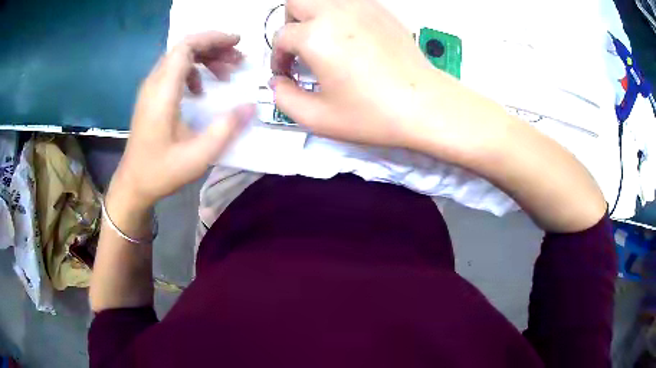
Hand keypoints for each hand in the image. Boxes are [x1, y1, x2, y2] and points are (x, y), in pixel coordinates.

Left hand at [111, 31, 254, 209]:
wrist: (133, 183)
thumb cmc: (161, 171)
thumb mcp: (197, 156)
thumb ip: (225, 129)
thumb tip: (251, 106)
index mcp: (163, 92)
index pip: (186, 47)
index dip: (213, 38)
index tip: (237, 43)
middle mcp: (154, 83)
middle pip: (184, 48)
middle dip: (214, 48)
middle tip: (238, 60)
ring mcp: (150, 89)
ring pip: (179, 58)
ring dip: (205, 59)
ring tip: (227, 73)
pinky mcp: (151, 97)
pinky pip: (173, 71)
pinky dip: (193, 71)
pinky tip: (202, 90)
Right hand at [271, 0, 455, 148]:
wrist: (425, 105)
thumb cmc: (374, 114)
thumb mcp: (318, 118)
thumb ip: (284, 99)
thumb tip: (278, 82)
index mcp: (316, 36)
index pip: (281, 37)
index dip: (278, 58)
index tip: (287, 74)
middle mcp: (336, 12)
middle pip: (296, 1)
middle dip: (290, 23)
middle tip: (299, 47)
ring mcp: (362, 7)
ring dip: (313, 14)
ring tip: (322, 39)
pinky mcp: (382, 11)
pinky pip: (349, 1)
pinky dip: (339, 12)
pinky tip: (348, 36)